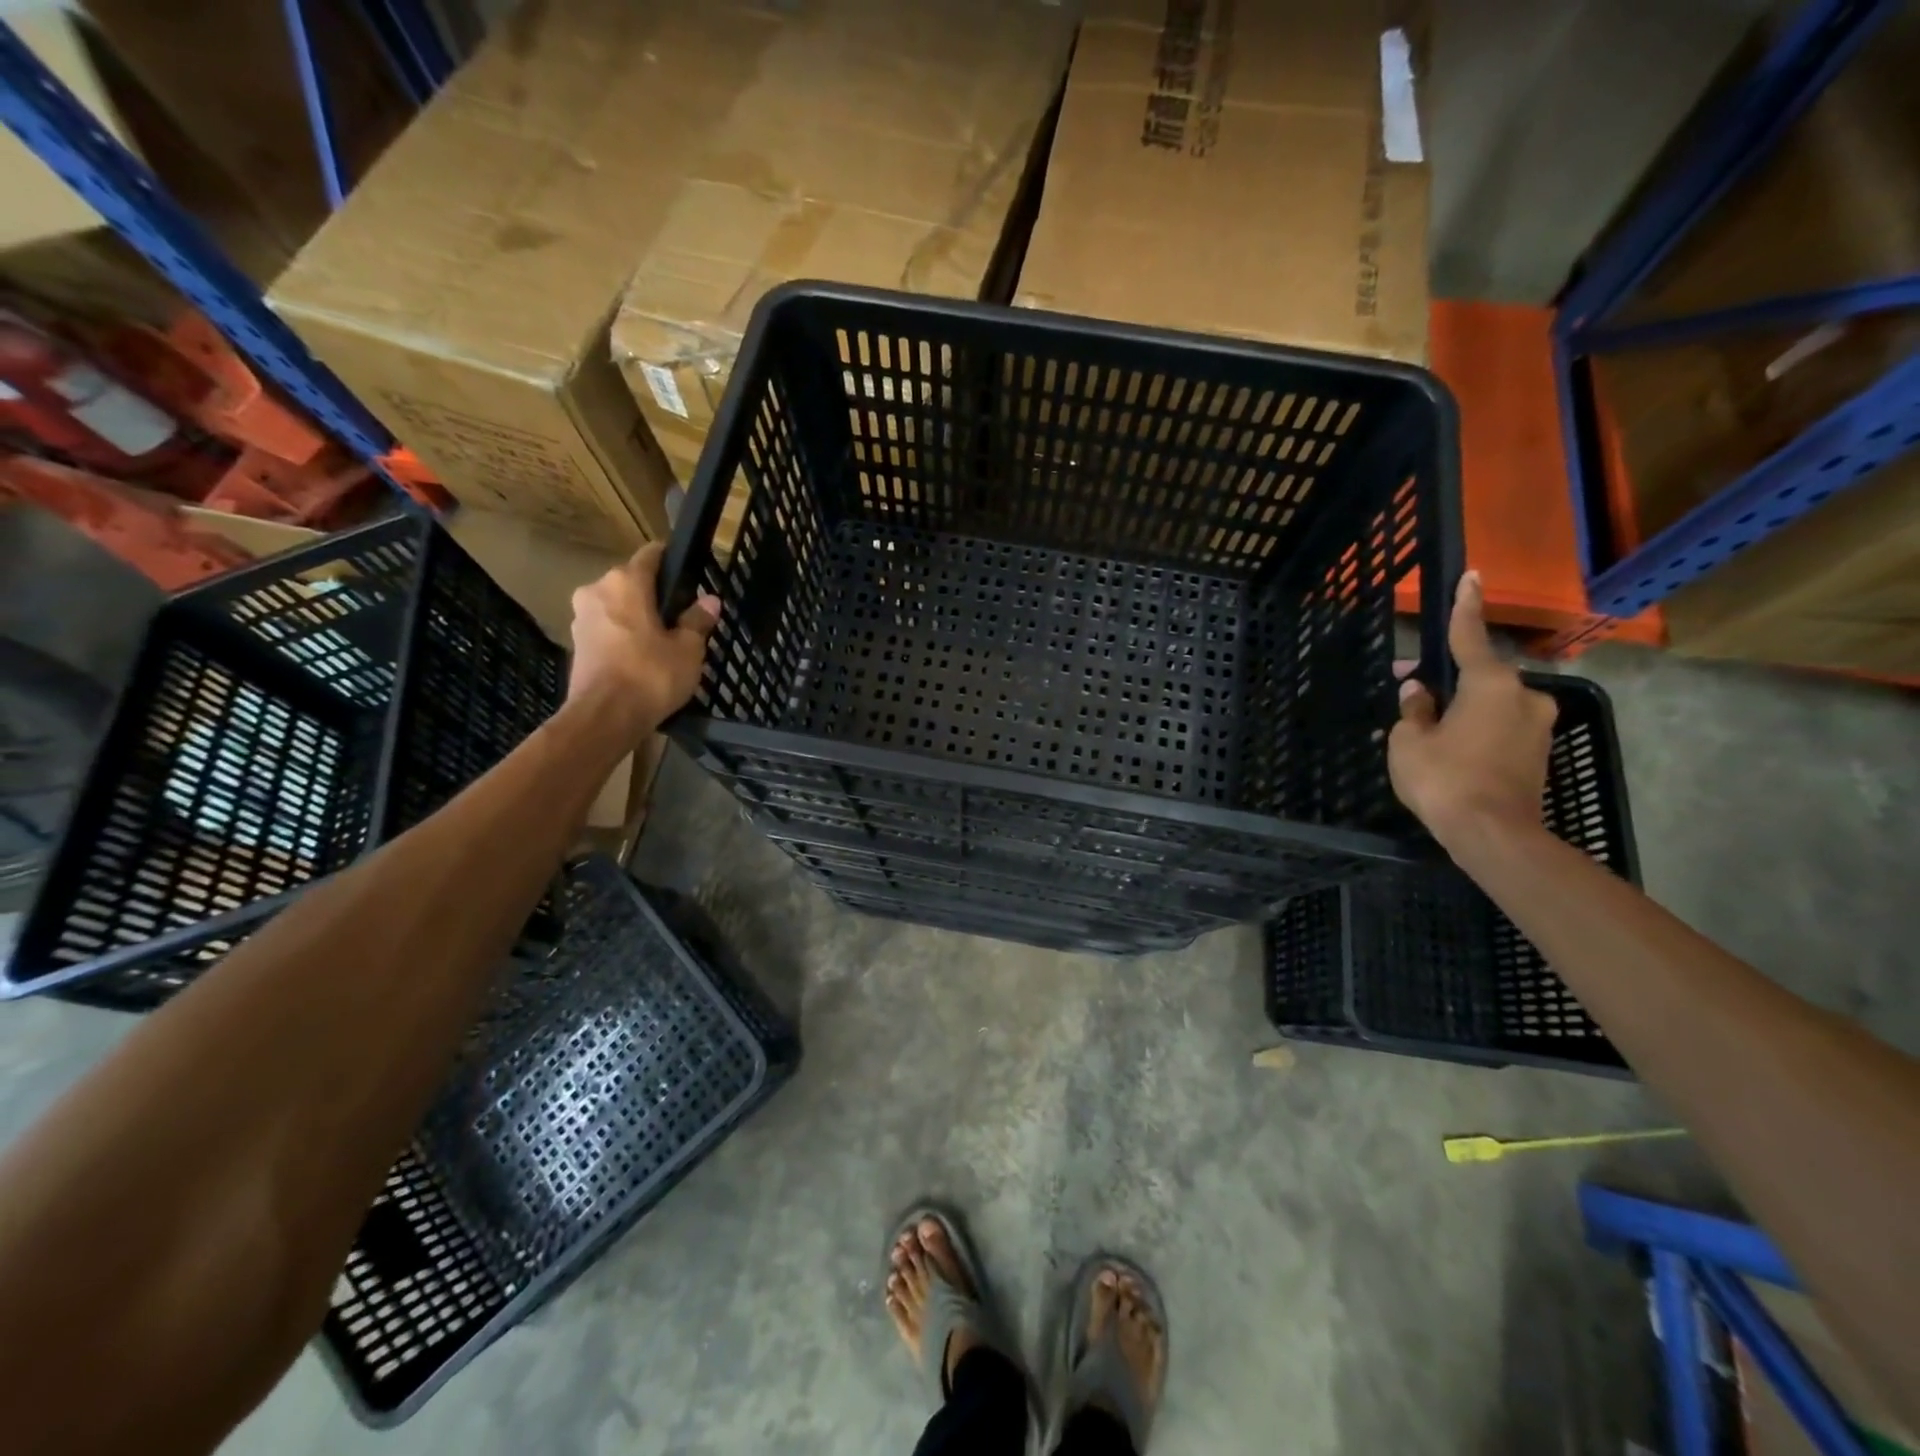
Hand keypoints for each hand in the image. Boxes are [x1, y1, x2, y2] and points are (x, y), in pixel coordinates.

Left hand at [567, 542, 719, 736]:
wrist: (604, 718)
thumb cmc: (650, 675)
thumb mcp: (688, 649)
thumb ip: (697, 621)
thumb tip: (709, 601)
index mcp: (625, 582)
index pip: (652, 555)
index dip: (673, 562)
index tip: (690, 577)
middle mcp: (597, 590)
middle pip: (632, 582)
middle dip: (655, 596)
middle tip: (681, 618)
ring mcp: (581, 617)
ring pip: (617, 607)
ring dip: (637, 618)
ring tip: (663, 641)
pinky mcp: (576, 644)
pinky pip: (607, 630)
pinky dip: (623, 637)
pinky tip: (642, 657)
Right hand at [1388, 570, 1556, 853]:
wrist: (1494, 834)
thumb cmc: (1444, 779)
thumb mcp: (1409, 741)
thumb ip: (1415, 711)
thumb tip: (1419, 694)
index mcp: (1490, 684)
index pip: (1470, 637)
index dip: (1466, 607)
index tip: (1472, 576)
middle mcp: (1523, 696)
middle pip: (1479, 676)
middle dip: (1446, 678)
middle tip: (1408, 686)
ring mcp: (1537, 726)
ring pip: (1490, 704)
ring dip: (1460, 707)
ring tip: (1426, 729)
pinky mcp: (1539, 753)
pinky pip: (1500, 728)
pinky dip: (1476, 730)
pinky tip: (1450, 751)